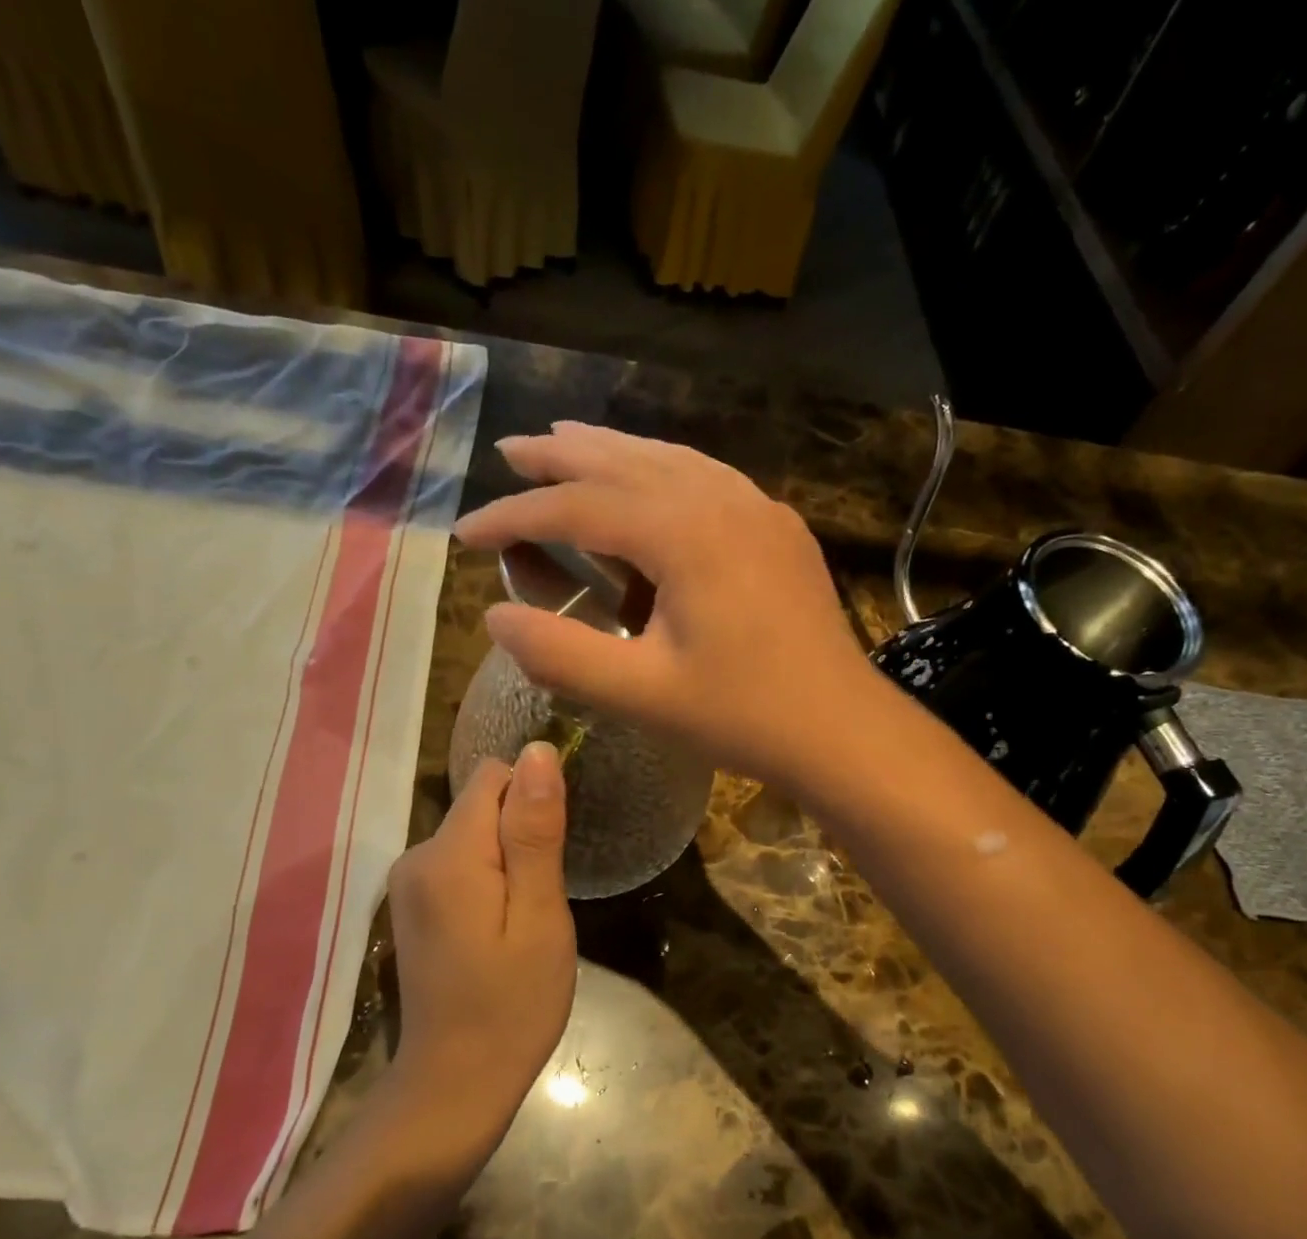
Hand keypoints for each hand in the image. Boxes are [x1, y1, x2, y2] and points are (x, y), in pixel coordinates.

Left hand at [385, 743, 576, 1136]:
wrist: (455, 1086)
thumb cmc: (512, 1004)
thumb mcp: (540, 916)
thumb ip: (535, 831)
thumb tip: (537, 751)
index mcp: (447, 854)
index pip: (494, 777)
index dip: (534, 801)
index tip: (554, 852)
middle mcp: (416, 856)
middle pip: (482, 804)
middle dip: (522, 835)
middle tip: (543, 900)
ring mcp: (408, 884)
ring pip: (474, 834)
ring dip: (509, 860)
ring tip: (525, 919)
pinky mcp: (413, 906)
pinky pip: (461, 863)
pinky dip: (489, 880)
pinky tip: (500, 930)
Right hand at [454, 423, 877, 787]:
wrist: (841, 728)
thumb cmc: (742, 715)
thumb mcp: (640, 694)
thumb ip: (560, 654)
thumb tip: (494, 616)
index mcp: (682, 532)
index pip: (576, 507)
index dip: (513, 516)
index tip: (465, 532)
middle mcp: (719, 499)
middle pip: (622, 460)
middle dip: (559, 457)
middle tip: (509, 451)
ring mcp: (756, 506)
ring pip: (667, 458)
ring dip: (611, 451)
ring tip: (566, 443)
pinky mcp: (777, 526)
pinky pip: (705, 476)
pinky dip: (660, 468)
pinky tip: (648, 477)